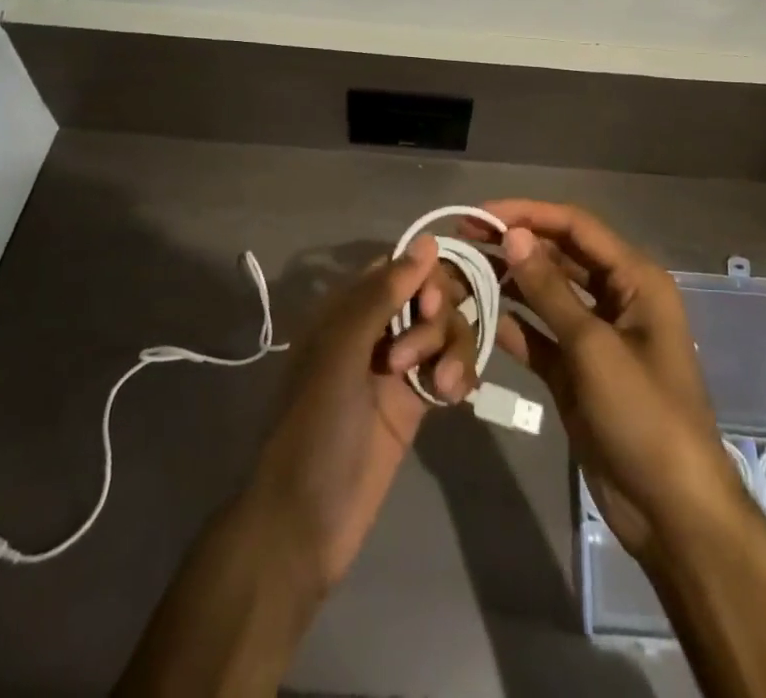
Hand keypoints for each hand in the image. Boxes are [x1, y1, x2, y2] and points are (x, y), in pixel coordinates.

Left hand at [248, 237, 477, 590]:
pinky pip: (451, 366)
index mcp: (347, 308)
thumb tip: (428, 241)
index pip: (400, 267)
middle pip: (429, 295)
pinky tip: (455, 396)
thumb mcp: (343, 352)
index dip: (425, 276)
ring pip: (445, 329)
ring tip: (443, 386)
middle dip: (438, 317)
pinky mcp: (417, 400)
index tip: (432, 303)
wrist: (305, 524)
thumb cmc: (316, 427)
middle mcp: (375, 328)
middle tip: (421, 353)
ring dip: (453, 348)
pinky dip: (459, 373)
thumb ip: (384, 294)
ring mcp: (398, 365)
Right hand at [476, 200, 751, 564]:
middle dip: (514, 245)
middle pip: (559, 256)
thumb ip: (550, 288)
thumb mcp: (594, 347)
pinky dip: (513, 325)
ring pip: (546, 294)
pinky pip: (540, 335)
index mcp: (635, 279)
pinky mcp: (577, 370)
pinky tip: (476, 317)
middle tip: (462, 239)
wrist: (671, 512)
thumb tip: (512, 235)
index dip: (528, 214)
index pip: (575, 227)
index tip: (480, 214)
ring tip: (462, 271)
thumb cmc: (644, 415)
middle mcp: (616, 297)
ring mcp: (595, 335)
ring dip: (509, 282)